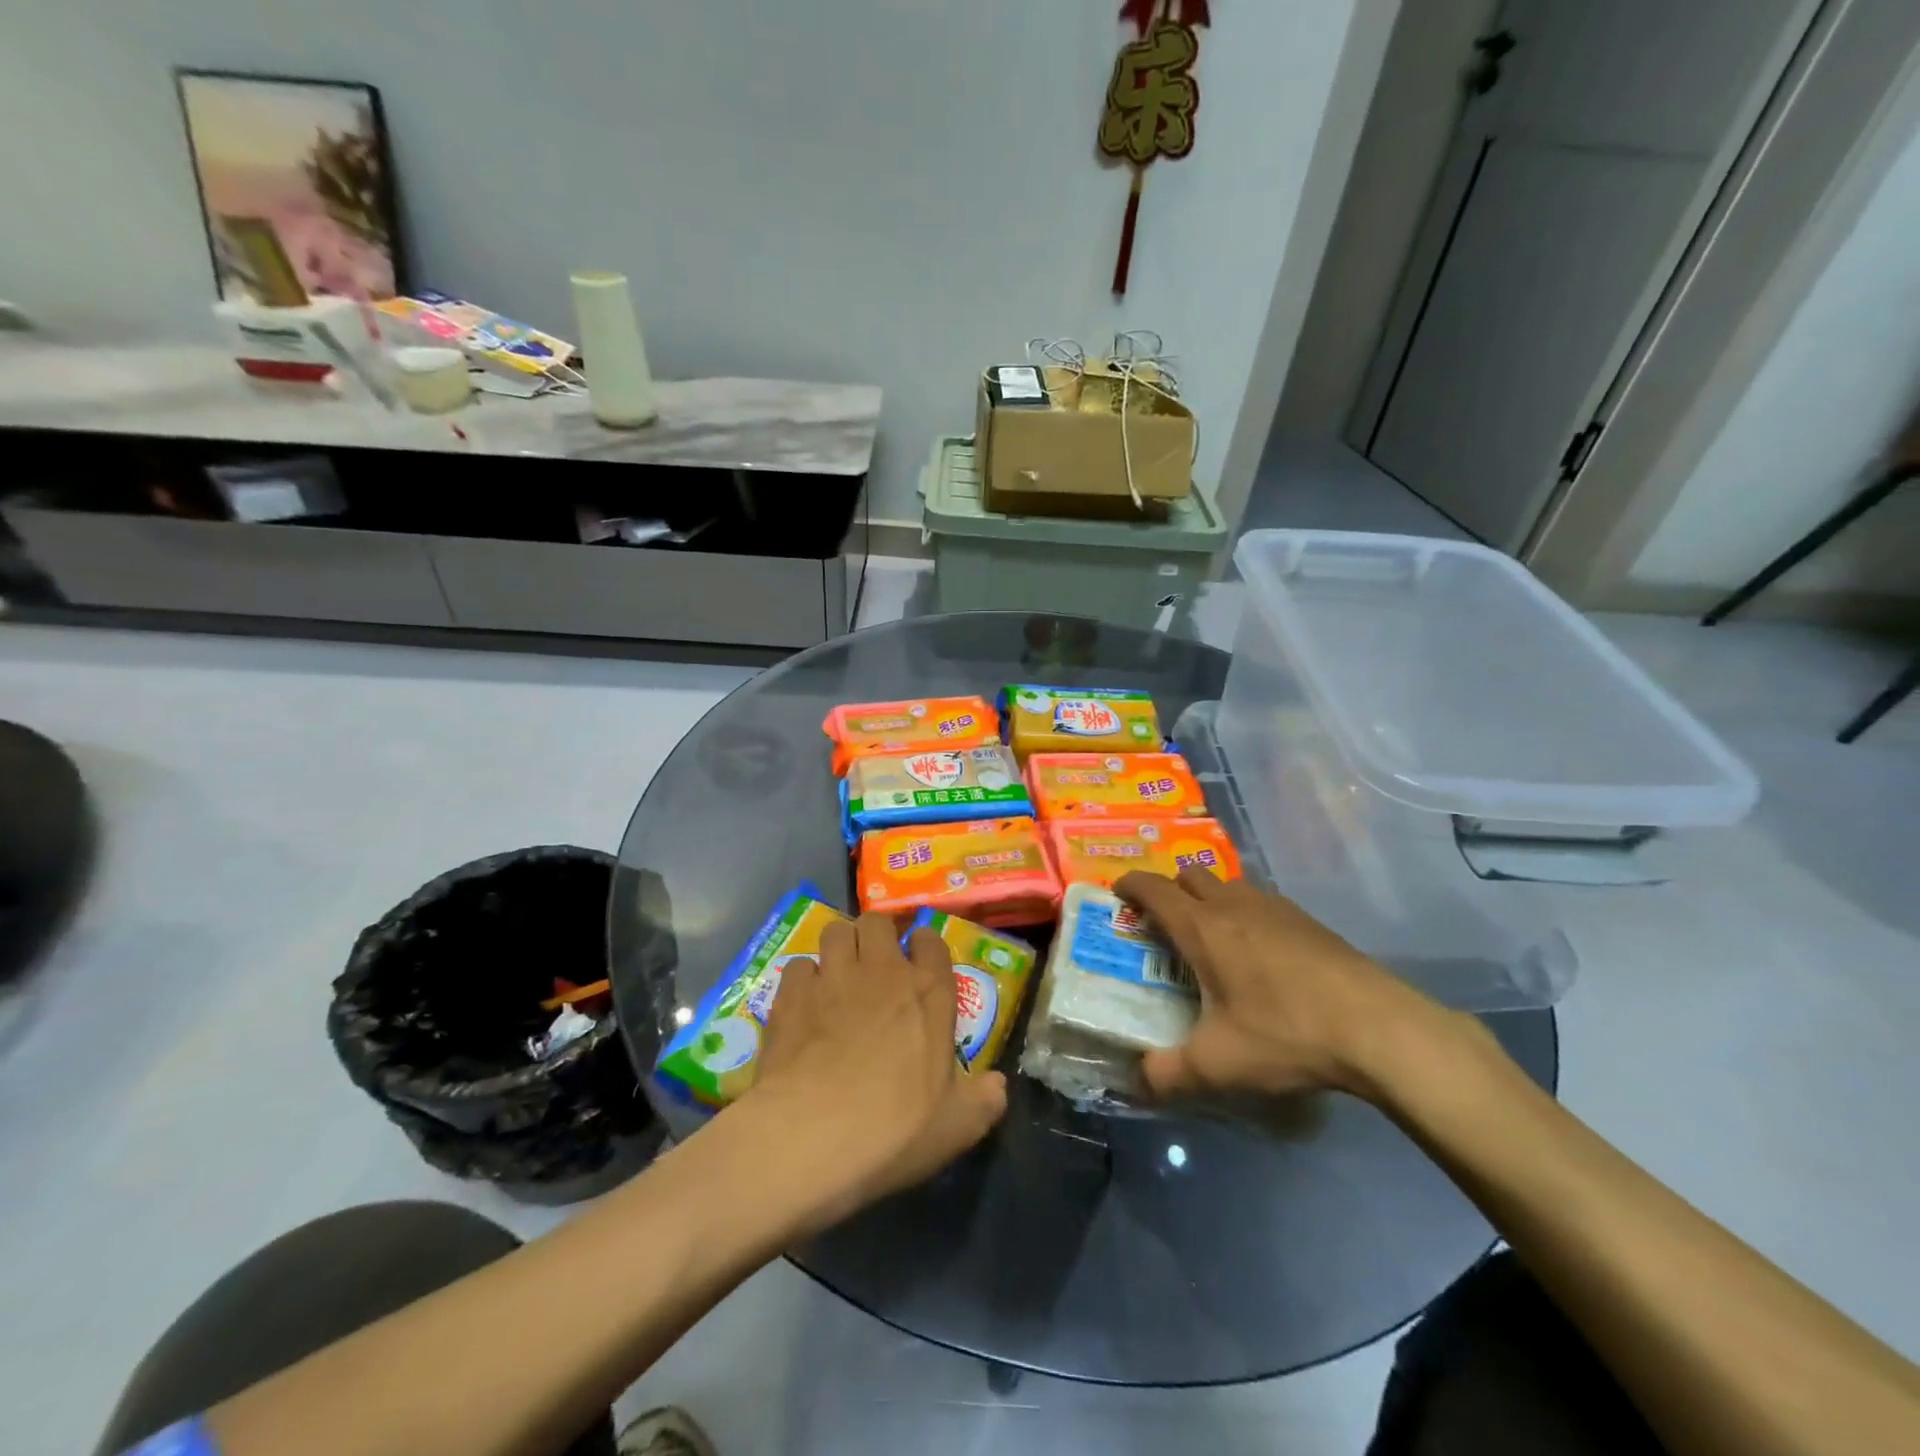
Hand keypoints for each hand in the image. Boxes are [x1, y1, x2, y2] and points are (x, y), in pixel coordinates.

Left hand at [746, 913, 1008, 1221]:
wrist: (811, 1134)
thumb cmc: (893, 1128)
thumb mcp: (956, 1127)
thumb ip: (983, 1101)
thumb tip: (998, 1086)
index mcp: (928, 993)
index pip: (931, 941)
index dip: (923, 945)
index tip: (918, 962)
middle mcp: (882, 971)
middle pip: (877, 922)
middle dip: (875, 936)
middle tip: (873, 965)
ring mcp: (833, 977)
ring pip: (835, 931)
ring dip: (839, 947)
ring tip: (836, 975)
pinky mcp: (790, 993)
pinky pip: (799, 965)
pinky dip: (802, 980)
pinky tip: (802, 1004)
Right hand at [1114, 869, 1450, 1102]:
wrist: (1379, 1028)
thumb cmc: (1286, 1034)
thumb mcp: (1217, 1065)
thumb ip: (1167, 1074)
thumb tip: (1136, 1082)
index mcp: (1203, 927)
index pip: (1154, 888)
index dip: (1130, 885)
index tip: (1117, 893)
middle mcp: (1235, 905)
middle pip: (1191, 876)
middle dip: (1171, 890)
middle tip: (1164, 925)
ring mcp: (1276, 908)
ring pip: (1230, 885)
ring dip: (1211, 899)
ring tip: (1212, 938)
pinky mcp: (1309, 921)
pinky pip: (1262, 902)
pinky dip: (1247, 913)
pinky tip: (1261, 955)